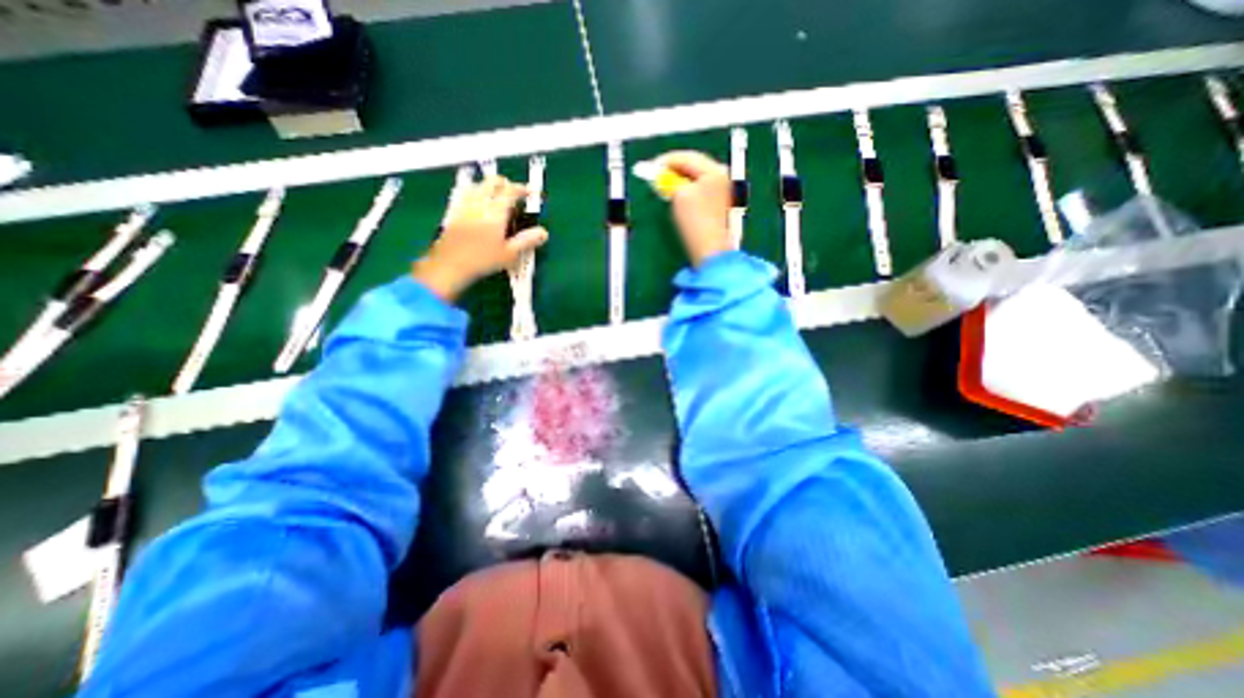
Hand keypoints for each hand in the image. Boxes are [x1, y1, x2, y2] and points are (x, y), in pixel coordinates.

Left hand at [412, 174, 544, 299]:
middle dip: (505, 183)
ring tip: (496, 195)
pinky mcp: (452, 212)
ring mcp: (463, 206)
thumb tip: (544, 232)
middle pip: (492, 182)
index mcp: (495, 212)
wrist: (449, 266)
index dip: (523, 189)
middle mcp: (479, 203)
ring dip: (488, 186)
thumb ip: (527, 240)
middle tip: (515, 192)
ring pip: (477, 185)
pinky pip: (463, 194)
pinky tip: (475, 202)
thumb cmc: (482, 261)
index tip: (532, 192)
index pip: (510, 191)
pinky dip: (473, 192)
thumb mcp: (509, 254)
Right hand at [660, 149, 731, 267]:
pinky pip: (697, 190)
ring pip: (694, 179)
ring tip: (663, 187)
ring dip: (678, 181)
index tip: (650, 167)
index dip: (666, 161)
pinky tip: (676, 198)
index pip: (686, 157)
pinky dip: (685, 191)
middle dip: (672, 170)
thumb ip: (670, 180)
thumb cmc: (696, 220)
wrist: (710, 249)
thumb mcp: (679, 194)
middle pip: (692, 166)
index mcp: (714, 170)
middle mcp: (721, 177)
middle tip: (655, 176)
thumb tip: (661, 175)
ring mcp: (720, 191)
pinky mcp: (716, 205)